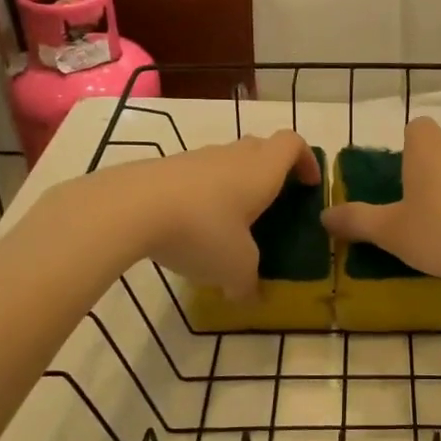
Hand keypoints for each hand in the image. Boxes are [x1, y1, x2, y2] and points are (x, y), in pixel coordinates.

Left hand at [103, 131, 319, 298]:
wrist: (131, 208)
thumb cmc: (202, 230)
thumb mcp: (235, 267)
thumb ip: (247, 282)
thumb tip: (247, 297)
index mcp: (261, 170)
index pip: (293, 144)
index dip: (306, 160)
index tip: (309, 184)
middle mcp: (233, 156)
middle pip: (261, 148)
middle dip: (272, 171)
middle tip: (273, 203)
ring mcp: (196, 158)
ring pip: (226, 161)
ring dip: (234, 183)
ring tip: (229, 222)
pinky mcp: (165, 169)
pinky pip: (196, 176)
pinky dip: (202, 195)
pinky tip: (191, 228)